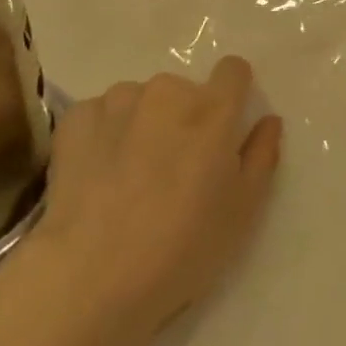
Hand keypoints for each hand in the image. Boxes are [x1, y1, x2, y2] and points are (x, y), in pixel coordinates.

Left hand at [27, 57, 282, 345]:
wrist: (93, 275)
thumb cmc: (182, 248)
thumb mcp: (242, 212)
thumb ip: (262, 156)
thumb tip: (269, 120)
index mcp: (212, 111)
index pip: (233, 70)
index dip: (233, 93)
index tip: (224, 126)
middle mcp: (166, 91)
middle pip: (184, 90)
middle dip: (184, 118)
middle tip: (173, 168)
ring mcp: (117, 100)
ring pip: (140, 100)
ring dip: (142, 123)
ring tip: (130, 175)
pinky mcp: (77, 116)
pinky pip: (100, 114)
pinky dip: (103, 135)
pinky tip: (97, 175)